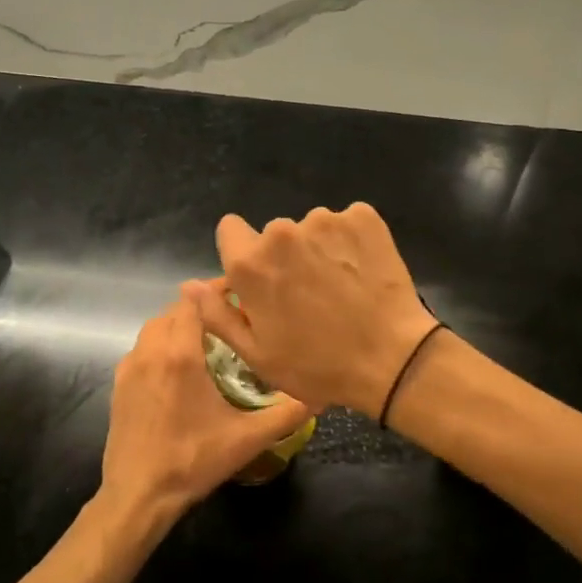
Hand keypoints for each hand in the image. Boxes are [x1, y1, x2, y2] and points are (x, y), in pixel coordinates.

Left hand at [100, 299, 311, 527]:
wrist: (137, 496)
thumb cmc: (192, 461)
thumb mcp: (247, 439)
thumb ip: (285, 414)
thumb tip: (320, 395)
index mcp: (180, 354)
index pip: (194, 300)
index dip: (215, 291)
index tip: (240, 295)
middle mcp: (151, 350)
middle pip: (174, 309)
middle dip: (200, 307)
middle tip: (229, 320)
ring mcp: (130, 366)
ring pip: (155, 327)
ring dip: (178, 325)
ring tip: (206, 340)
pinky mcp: (118, 383)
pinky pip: (142, 348)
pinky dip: (160, 345)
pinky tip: (178, 369)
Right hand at [182, 204, 435, 415]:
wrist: (392, 359)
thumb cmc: (317, 365)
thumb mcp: (257, 353)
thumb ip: (217, 314)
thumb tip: (188, 285)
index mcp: (251, 263)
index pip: (229, 229)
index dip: (243, 253)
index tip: (263, 279)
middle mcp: (282, 232)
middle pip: (273, 234)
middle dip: (284, 257)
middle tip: (308, 295)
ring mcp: (325, 220)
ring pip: (311, 229)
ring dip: (318, 249)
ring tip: (340, 287)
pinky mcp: (363, 217)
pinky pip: (346, 223)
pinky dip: (351, 242)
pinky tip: (362, 273)